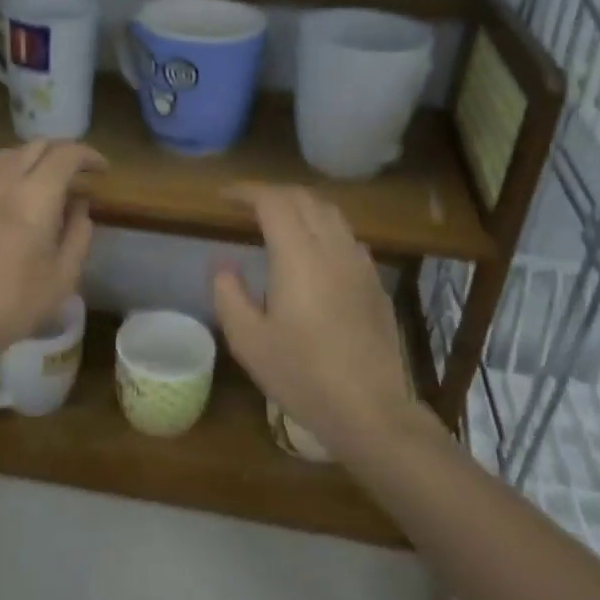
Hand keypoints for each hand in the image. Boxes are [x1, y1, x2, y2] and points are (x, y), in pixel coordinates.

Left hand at [0, 139, 105, 366]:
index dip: (88, 155)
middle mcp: (0, 184)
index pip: (65, 155)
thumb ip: (78, 232)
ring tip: (45, 182)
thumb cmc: (17, 304)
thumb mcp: (64, 274)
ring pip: (5, 157)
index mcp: (33, 197)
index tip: (101, 169)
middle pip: (34, 146)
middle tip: (77, 172)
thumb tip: (79, 204)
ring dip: (32, 160)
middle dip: (61, 152)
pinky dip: (6, 178)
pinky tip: (12, 203)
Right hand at [211, 184, 430, 460]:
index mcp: (299, 256)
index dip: (247, 191)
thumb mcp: (247, 340)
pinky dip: (323, 229)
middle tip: (246, 205)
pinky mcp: (375, 283)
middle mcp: (333, 248)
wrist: (368, 408)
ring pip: (332, 214)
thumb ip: (229, 294)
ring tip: (278, 221)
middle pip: (305, 199)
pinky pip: (347, 238)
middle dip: (273, 193)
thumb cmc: (301, 374)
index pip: (273, 201)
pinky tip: (313, 253)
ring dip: (301, 207)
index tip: (224, 197)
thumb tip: (224, 263)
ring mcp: (360, 264)